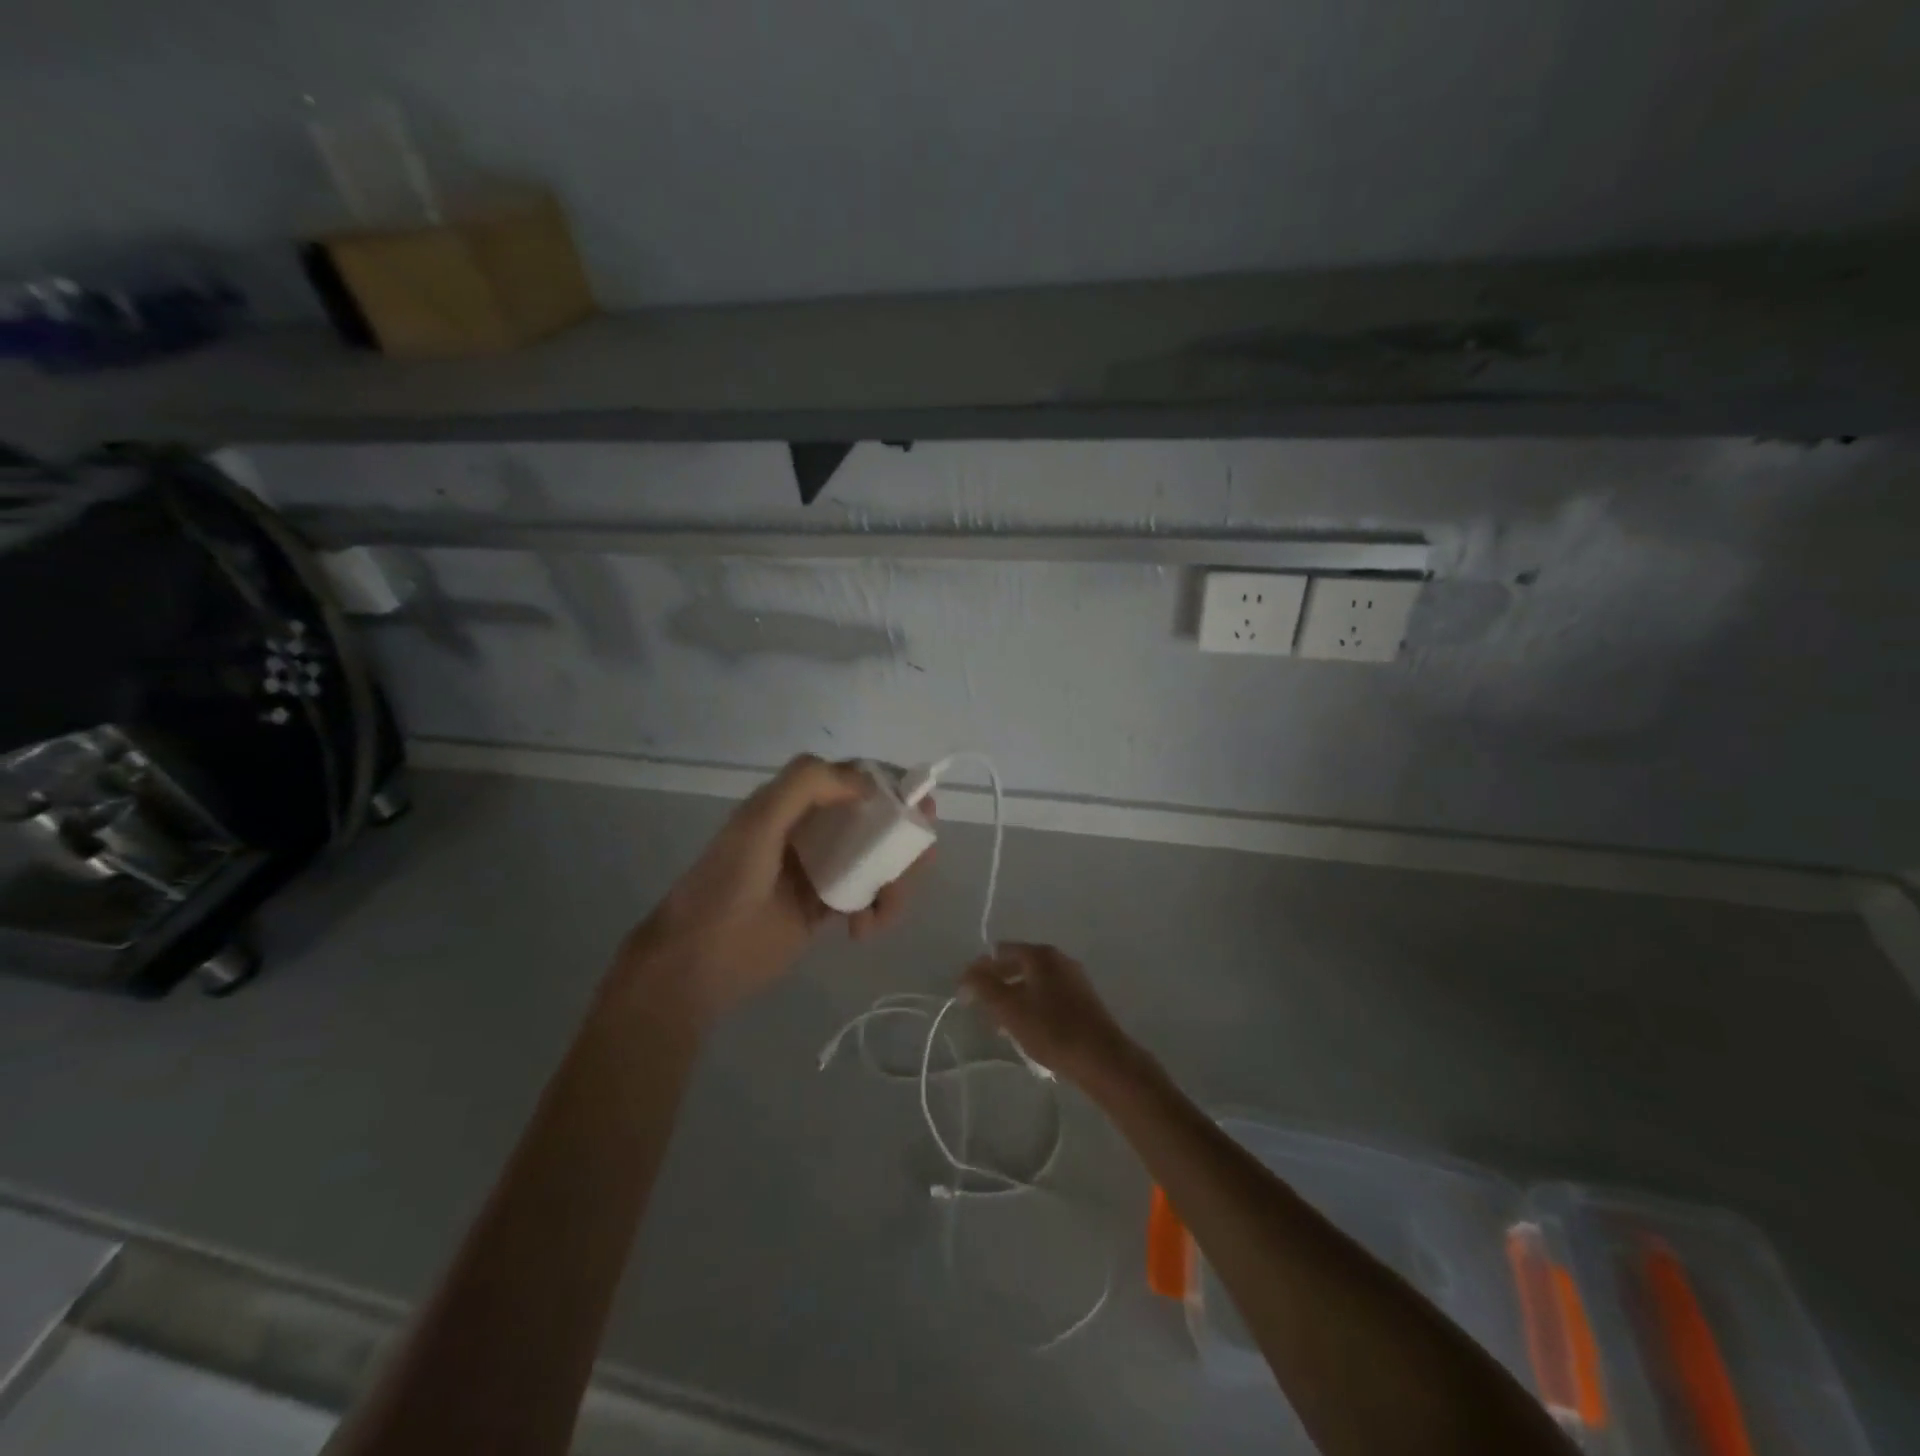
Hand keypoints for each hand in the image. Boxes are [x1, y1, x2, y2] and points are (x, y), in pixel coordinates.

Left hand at [614, 755, 932, 1026]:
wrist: (698, 961)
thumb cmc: (727, 885)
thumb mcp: (760, 822)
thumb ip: (807, 786)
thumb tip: (869, 783)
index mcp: (794, 802)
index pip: (853, 778)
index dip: (890, 784)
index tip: (919, 803)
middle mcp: (811, 829)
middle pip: (875, 819)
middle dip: (904, 834)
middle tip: (921, 856)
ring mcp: (821, 868)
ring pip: (877, 858)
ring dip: (896, 878)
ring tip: (889, 909)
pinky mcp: (826, 906)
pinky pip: (868, 896)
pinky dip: (879, 908)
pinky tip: (865, 929)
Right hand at [961, 943, 1149, 1092]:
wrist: (1101, 1058)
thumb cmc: (1051, 1029)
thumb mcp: (1009, 1009)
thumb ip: (983, 987)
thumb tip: (966, 973)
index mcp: (1040, 955)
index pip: (999, 952)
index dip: (979, 971)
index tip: (966, 997)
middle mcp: (1058, 959)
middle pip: (1017, 966)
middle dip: (997, 987)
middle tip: (984, 1014)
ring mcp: (1074, 979)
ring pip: (1033, 984)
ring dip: (1014, 1001)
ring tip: (1004, 1029)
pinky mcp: (1083, 1000)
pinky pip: (1048, 997)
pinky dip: (1032, 1008)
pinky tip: (1029, 1033)